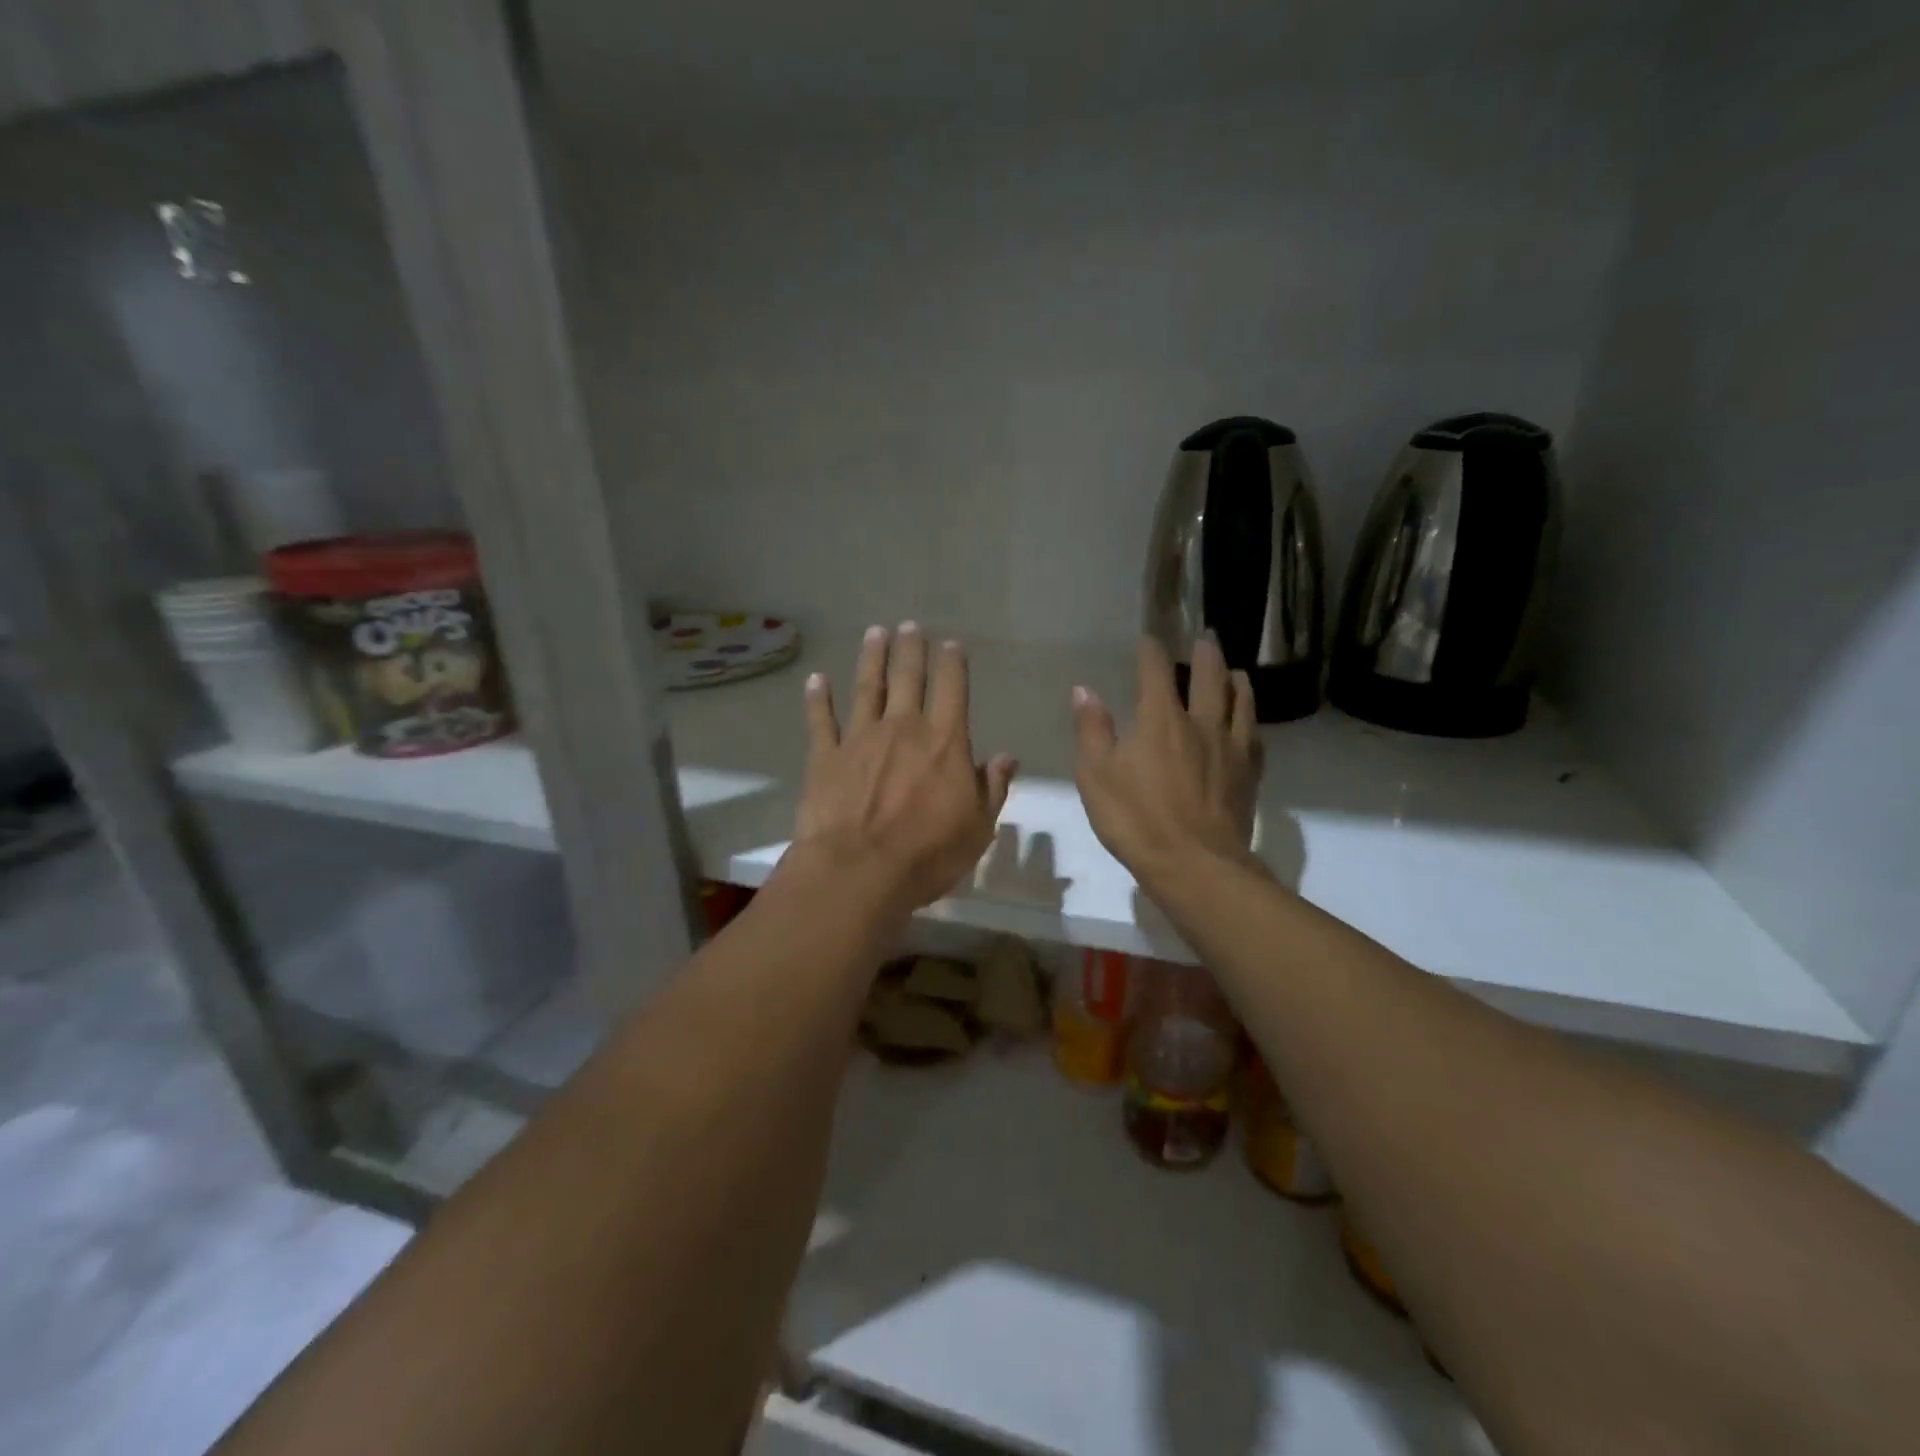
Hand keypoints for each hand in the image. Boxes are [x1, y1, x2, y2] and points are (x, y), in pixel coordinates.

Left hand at [791, 624, 1017, 913]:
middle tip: (910, 625)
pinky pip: (821, 720)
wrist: (859, 871)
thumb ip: (992, 787)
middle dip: (911, 649)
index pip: (952, 690)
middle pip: (908, 677)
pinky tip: (816, 680)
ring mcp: (860, 738)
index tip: (951, 644)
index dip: (952, 664)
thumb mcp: (977, 828)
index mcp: (944, 742)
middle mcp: (902, 728)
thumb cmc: (927, 854)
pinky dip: (818, 699)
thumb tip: (1007, 757)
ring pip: (866, 688)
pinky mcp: (824, 756)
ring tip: (875, 633)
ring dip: (871, 658)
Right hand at [1072, 634, 1264, 894]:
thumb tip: (1085, 690)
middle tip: (1208, 637)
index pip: (1156, 671)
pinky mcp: (1249, 774)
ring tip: (1236, 672)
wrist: (1195, 864)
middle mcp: (1201, 723)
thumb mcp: (1096, 775)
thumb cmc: (1136, 818)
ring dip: (1236, 681)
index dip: (1151, 651)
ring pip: (1240, 702)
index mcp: (1160, 719)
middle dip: (1206, 654)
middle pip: (1210, 677)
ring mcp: (1231, 748)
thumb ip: (1092, 730)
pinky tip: (1249, 725)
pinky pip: (1255, 737)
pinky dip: (1250, 721)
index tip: (1148, 640)